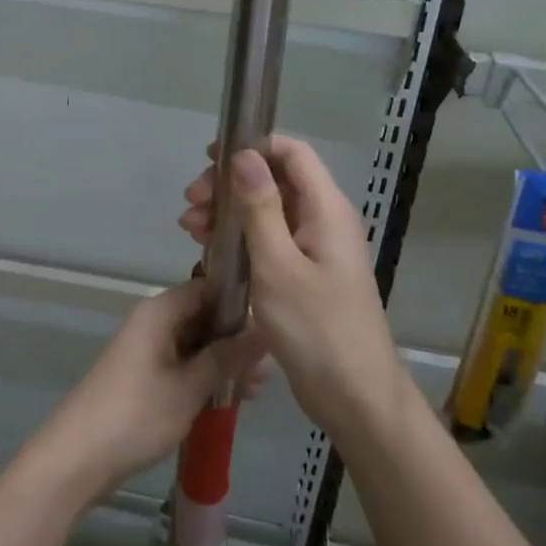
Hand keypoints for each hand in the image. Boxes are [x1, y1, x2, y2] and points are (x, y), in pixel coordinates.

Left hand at [39, 280, 267, 501]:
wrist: (77, 458)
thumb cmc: (136, 415)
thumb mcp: (190, 387)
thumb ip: (227, 357)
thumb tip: (264, 330)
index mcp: (159, 312)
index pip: (207, 288)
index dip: (238, 303)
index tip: (270, 327)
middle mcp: (153, 322)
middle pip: (203, 317)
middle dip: (235, 340)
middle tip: (267, 371)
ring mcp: (146, 350)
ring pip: (195, 344)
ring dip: (223, 363)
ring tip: (255, 390)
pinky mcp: (144, 377)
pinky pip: (183, 365)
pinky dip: (205, 378)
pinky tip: (230, 399)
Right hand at [179, 137, 405, 440]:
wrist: (355, 398)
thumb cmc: (317, 329)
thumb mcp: (278, 266)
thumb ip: (261, 208)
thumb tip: (244, 156)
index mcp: (326, 210)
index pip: (292, 154)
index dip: (253, 146)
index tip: (210, 158)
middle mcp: (323, 221)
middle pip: (275, 181)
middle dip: (231, 184)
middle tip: (191, 202)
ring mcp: (315, 250)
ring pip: (268, 212)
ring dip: (229, 213)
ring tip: (190, 228)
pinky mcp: (305, 276)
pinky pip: (270, 241)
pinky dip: (239, 240)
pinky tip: (210, 251)